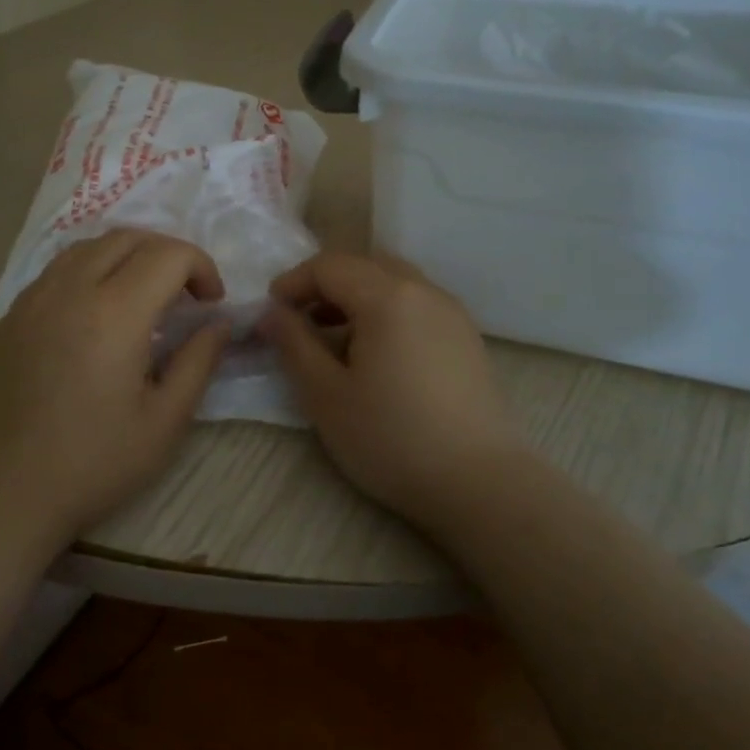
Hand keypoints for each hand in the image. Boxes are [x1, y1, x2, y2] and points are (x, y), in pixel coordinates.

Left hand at [0, 230, 229, 544]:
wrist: (1, 495)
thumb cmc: (92, 464)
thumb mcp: (164, 422)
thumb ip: (198, 362)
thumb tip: (218, 324)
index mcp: (114, 312)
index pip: (168, 254)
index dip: (201, 267)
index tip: (211, 304)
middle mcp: (69, 290)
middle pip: (126, 238)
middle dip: (166, 253)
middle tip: (183, 294)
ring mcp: (30, 301)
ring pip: (85, 248)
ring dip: (125, 257)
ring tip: (140, 297)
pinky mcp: (6, 320)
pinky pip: (54, 274)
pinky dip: (87, 274)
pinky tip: (92, 318)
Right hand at [262, 252, 527, 525]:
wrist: (479, 483)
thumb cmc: (391, 438)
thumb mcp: (326, 395)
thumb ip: (294, 344)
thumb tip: (272, 313)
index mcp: (388, 296)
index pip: (329, 266)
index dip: (293, 282)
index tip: (270, 312)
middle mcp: (424, 290)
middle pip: (364, 265)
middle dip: (325, 285)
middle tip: (298, 320)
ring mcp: (452, 312)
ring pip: (394, 282)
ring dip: (356, 297)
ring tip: (333, 337)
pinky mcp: (467, 338)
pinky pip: (417, 304)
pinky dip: (386, 312)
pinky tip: (375, 353)